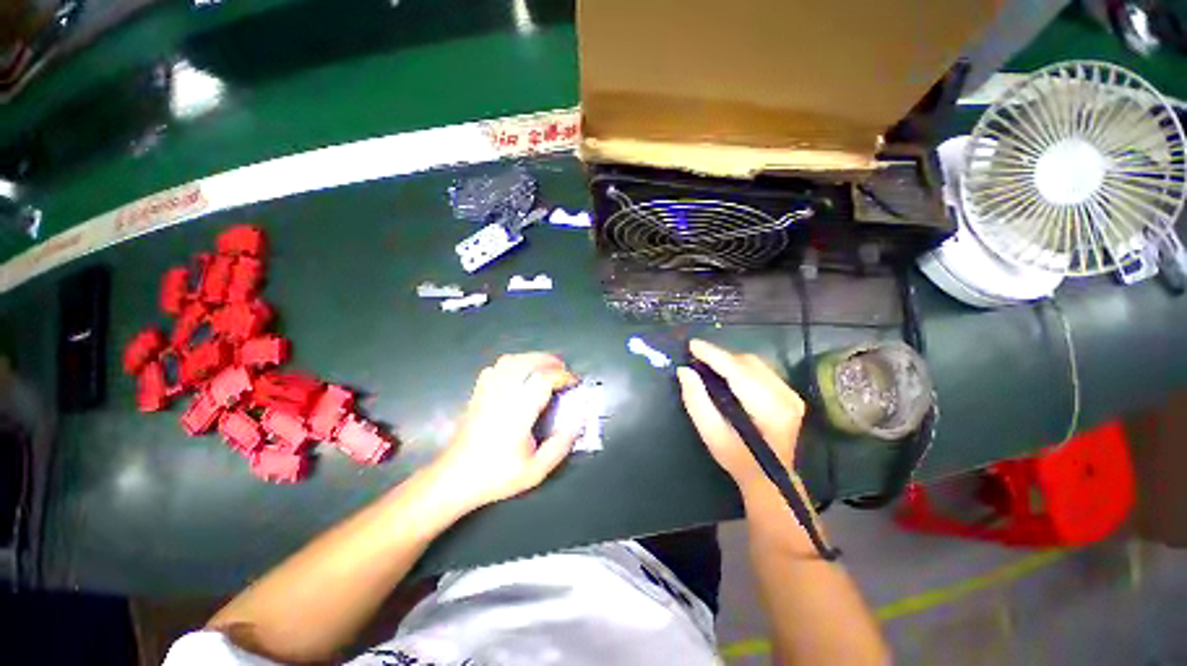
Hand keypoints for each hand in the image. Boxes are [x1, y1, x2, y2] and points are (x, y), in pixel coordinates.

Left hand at [431, 353, 579, 512]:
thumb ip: (560, 445)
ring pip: (508, 361)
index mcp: (517, 413)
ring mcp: (485, 393)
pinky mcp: (476, 396)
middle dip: (548, 361)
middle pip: (525, 362)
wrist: (458, 477)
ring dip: (529, 360)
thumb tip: (577, 423)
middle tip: (563, 372)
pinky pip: (493, 369)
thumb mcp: (536, 470)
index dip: (562, 376)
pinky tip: (517, 377)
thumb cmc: (497, 476)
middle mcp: (500, 396)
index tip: (574, 384)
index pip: (542, 379)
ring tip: (544, 370)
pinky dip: (510, 366)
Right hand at [676, 339, 805, 495]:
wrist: (770, 479)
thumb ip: (697, 403)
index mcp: (768, 410)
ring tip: (711, 367)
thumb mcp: (713, 437)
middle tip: (698, 359)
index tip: (692, 345)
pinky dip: (745, 371)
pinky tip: (730, 377)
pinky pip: (765, 373)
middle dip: (723, 358)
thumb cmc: (739, 462)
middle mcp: (785, 397)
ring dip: (733, 364)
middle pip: (749, 364)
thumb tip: (685, 372)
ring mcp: (792, 395)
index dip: (715, 356)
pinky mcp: (792, 395)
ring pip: (758, 366)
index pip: (739, 373)